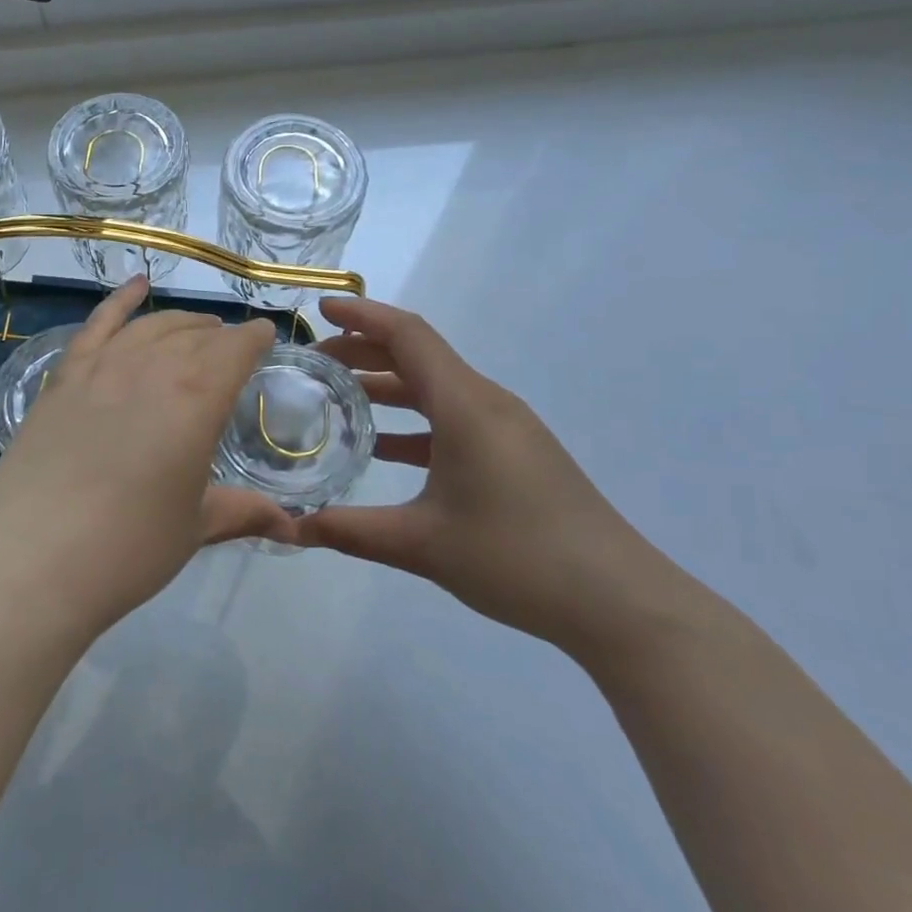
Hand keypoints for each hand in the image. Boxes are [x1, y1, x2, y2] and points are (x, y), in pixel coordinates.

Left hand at [0, 277, 293, 632]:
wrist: (30, 560)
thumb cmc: (127, 549)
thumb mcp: (193, 528)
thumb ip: (242, 513)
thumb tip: (292, 528)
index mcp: (196, 400)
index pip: (235, 350)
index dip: (254, 339)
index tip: (265, 337)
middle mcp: (152, 369)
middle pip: (194, 335)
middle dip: (220, 336)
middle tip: (231, 347)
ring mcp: (101, 368)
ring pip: (151, 327)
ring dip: (180, 322)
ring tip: (196, 328)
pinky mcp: (63, 378)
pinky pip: (96, 325)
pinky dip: (120, 301)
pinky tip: (137, 286)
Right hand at [294, 297, 677, 653]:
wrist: (619, 601)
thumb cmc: (517, 558)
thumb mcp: (423, 544)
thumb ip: (351, 532)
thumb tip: (292, 530)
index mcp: (465, 405)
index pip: (408, 336)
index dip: (362, 316)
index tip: (321, 310)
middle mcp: (486, 403)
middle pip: (419, 356)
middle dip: (366, 350)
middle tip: (317, 362)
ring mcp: (506, 428)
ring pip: (437, 388)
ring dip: (389, 386)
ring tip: (341, 398)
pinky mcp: (516, 453)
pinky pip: (455, 418)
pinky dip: (415, 421)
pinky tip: (385, 448)